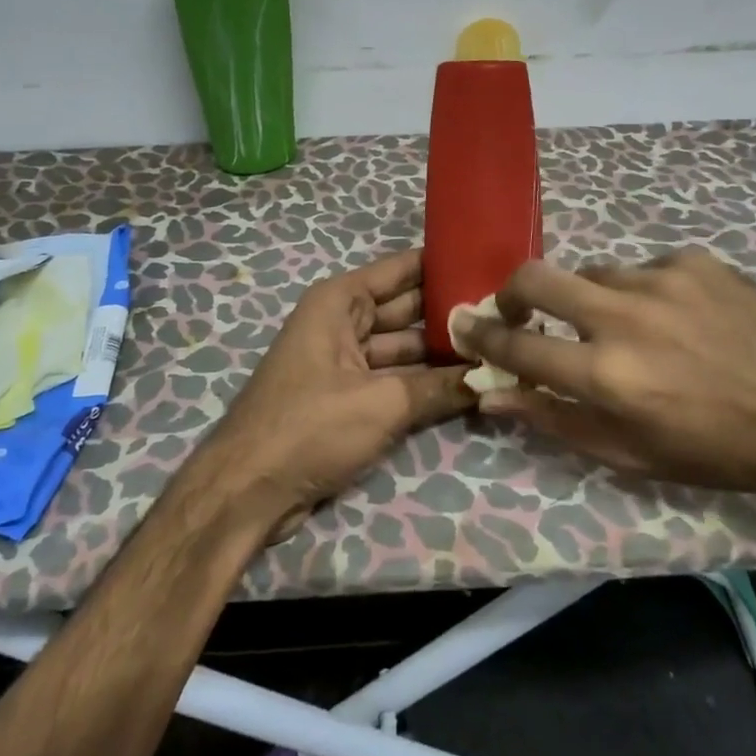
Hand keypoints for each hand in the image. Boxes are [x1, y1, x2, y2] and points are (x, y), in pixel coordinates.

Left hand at [203, 248, 472, 538]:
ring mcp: (345, 360)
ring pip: (405, 346)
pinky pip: (395, 378)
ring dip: (443, 352)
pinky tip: (468, 384)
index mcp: (340, 302)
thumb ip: (440, 387)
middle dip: (452, 312)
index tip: (493, 263)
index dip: (446, 264)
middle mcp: (342, 321)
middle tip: (507, 313)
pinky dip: (425, 381)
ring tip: (499, 348)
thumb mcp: (382, 404)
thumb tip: (492, 376)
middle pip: (408, 308)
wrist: (248, 492)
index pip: (403, 269)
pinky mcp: (349, 396)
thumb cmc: (310, 427)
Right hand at [458, 249, 755, 495]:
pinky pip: (643, 269)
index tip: (465, 327)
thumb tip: (493, 396)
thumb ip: (556, 420)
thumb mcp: (632, 455)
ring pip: (592, 274)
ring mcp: (660, 279)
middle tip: (518, 309)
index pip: (517, 347)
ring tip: (628, 329)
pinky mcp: (692, 260)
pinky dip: (643, 293)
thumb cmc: (717, 449)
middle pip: (535, 278)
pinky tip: (677, 318)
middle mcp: (623, 317)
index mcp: (606, 375)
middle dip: (512, 292)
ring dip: (591, 301)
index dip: (482, 337)